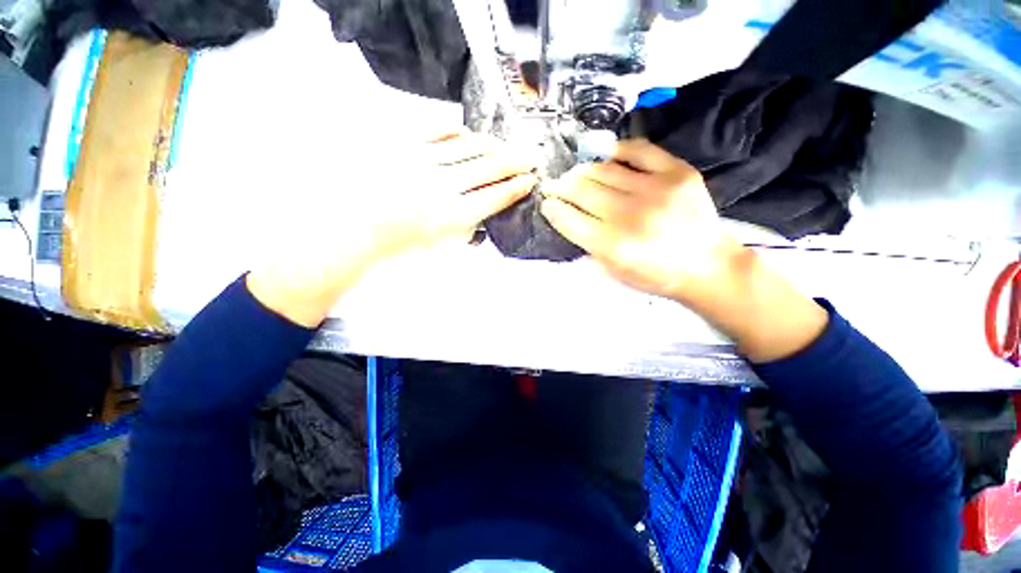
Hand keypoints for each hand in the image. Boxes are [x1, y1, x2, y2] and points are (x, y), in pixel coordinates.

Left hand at [248, 131, 537, 326]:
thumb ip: (465, 233)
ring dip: (491, 146)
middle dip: (514, 162)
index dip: (516, 187)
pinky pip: (435, 130)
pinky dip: (455, 130)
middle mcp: (442, 186)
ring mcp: (421, 162)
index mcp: (452, 217)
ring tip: (504, 145)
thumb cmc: (395, 250)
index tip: (530, 180)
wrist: (348, 232)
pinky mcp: (400, 146)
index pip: (495, 197)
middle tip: (530, 157)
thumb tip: (482, 219)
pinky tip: (466, 132)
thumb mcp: (437, 251)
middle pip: (488, 168)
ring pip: (467, 147)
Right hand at [541, 139, 739, 305]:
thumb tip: (566, 216)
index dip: (553, 209)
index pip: (569, 219)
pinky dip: (617, 150)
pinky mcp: (677, 172)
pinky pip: (638, 150)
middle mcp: (630, 216)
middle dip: (561, 186)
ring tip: (576, 173)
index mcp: (613, 246)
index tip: (547, 203)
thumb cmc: (655, 275)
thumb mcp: (613, 272)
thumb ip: (588, 245)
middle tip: (555, 185)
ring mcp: (655, 190)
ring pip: (603, 169)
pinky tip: (606, 155)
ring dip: (582, 170)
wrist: (706, 265)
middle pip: (582, 190)